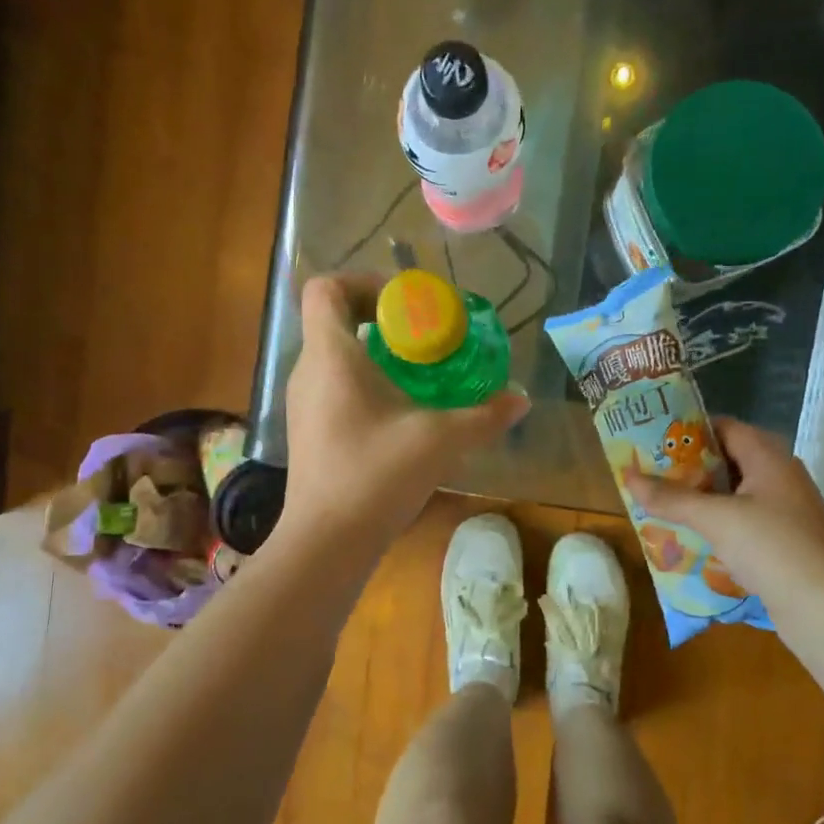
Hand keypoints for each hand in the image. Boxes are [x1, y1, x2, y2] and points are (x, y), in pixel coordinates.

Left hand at [278, 275, 530, 551]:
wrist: (327, 541)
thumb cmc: (376, 475)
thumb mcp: (440, 439)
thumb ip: (484, 415)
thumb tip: (521, 399)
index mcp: (331, 356)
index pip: (325, 288)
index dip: (362, 281)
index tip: (405, 303)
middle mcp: (308, 371)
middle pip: (332, 319)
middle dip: (379, 317)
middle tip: (423, 335)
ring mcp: (303, 403)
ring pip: (334, 355)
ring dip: (373, 352)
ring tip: (418, 371)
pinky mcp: (308, 430)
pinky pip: (334, 385)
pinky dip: (364, 381)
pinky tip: (400, 410)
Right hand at [625, 418, 823, 611]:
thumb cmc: (770, 546)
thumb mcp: (714, 518)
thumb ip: (671, 498)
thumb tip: (628, 477)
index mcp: (770, 458)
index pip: (726, 427)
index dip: (691, 429)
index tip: (656, 438)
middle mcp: (781, 477)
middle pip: (730, 460)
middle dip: (691, 467)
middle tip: (653, 473)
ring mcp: (787, 510)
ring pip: (736, 493)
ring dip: (703, 498)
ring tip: (664, 504)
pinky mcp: (786, 540)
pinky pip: (745, 521)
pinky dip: (719, 523)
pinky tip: (693, 538)